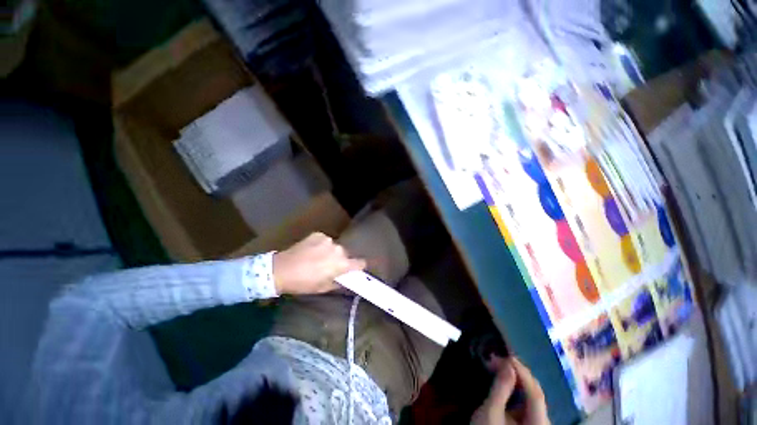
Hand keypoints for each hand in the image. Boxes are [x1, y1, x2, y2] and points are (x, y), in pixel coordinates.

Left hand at [273, 233, 365, 295]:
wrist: (281, 269)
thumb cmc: (304, 283)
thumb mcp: (323, 288)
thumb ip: (339, 282)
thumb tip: (345, 278)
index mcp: (342, 263)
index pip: (360, 263)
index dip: (358, 267)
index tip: (354, 269)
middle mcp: (338, 249)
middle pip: (345, 254)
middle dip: (340, 260)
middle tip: (328, 267)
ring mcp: (328, 240)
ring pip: (334, 247)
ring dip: (330, 252)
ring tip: (316, 258)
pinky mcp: (318, 234)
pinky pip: (324, 241)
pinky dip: (320, 245)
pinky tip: (310, 251)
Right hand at [472, 357, 549, 424]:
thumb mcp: (490, 411)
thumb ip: (500, 388)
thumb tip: (508, 365)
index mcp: (538, 424)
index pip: (536, 393)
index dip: (523, 373)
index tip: (506, 356)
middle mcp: (543, 423)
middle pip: (536, 394)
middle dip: (518, 374)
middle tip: (498, 360)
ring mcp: (537, 424)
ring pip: (531, 396)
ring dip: (516, 379)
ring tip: (499, 367)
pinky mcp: (530, 423)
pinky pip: (527, 402)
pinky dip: (516, 389)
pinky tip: (505, 381)